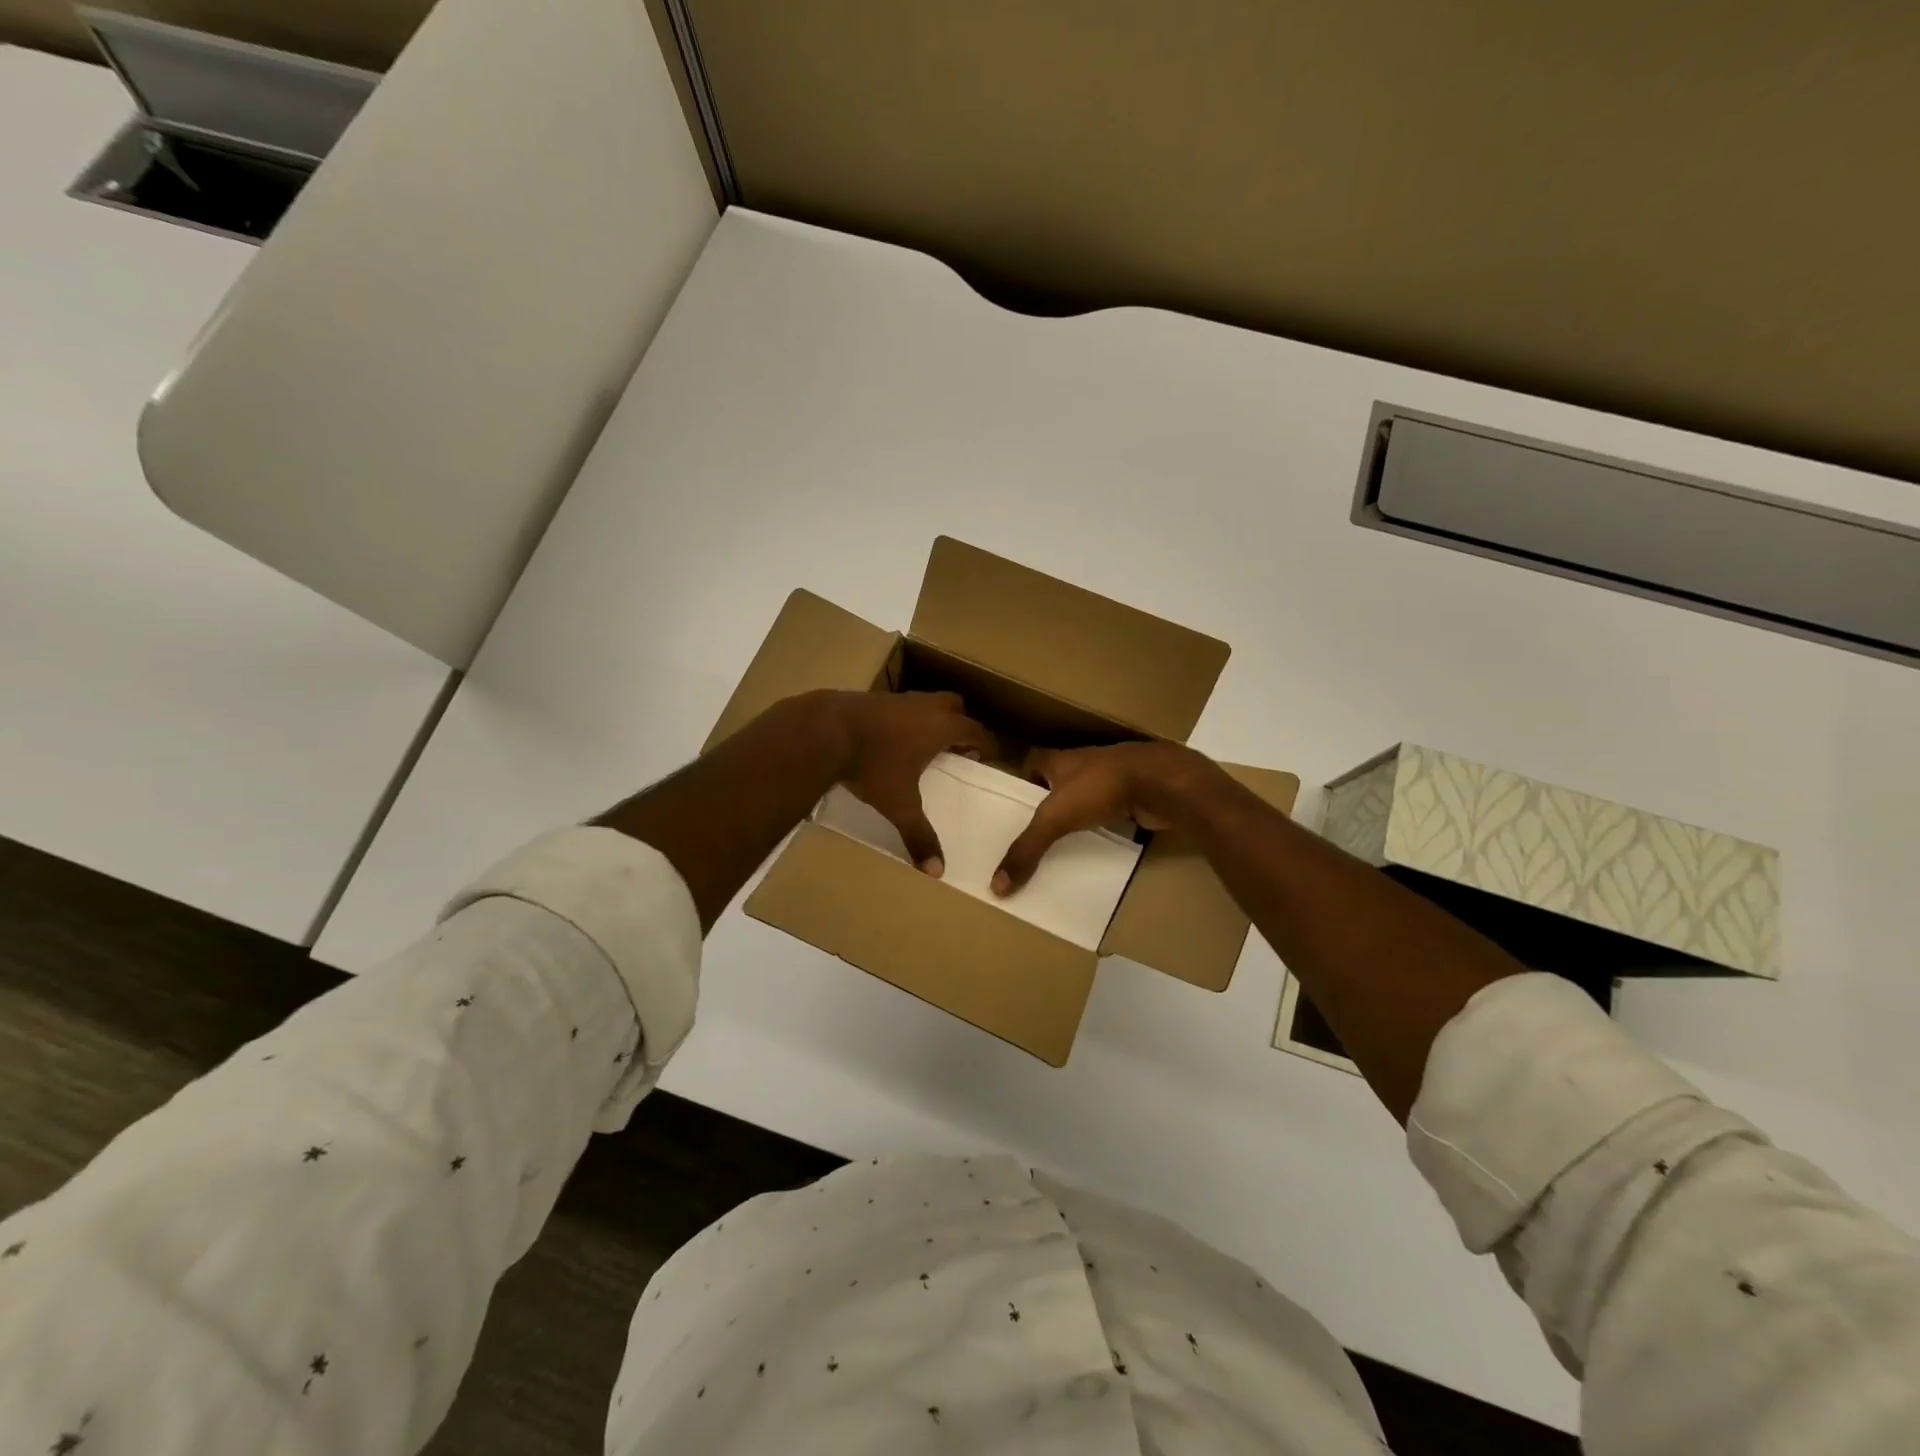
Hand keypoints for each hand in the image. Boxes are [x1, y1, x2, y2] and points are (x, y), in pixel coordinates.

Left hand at [827, 690, 993, 876]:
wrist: (826, 731)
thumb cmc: (873, 765)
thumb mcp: (898, 805)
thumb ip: (918, 835)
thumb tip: (937, 871)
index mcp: (941, 728)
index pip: (976, 731)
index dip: (986, 745)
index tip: (988, 758)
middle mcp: (925, 707)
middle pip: (955, 706)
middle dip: (960, 724)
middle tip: (955, 748)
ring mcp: (898, 699)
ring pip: (926, 702)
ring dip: (931, 718)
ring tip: (922, 744)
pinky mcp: (873, 698)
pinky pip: (901, 705)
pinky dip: (904, 718)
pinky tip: (891, 738)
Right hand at [992, 741, 1213, 895]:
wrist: (1160, 782)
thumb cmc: (1100, 787)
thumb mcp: (1055, 818)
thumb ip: (1027, 849)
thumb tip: (996, 885)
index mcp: (1060, 760)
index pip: (1033, 761)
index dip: (1023, 780)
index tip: (1015, 805)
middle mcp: (1084, 764)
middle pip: (1059, 780)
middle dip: (1049, 802)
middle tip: (1035, 832)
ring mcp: (1112, 778)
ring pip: (1087, 795)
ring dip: (1078, 814)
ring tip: (1063, 843)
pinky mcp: (1134, 795)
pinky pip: (1112, 810)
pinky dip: (1105, 824)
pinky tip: (1099, 844)